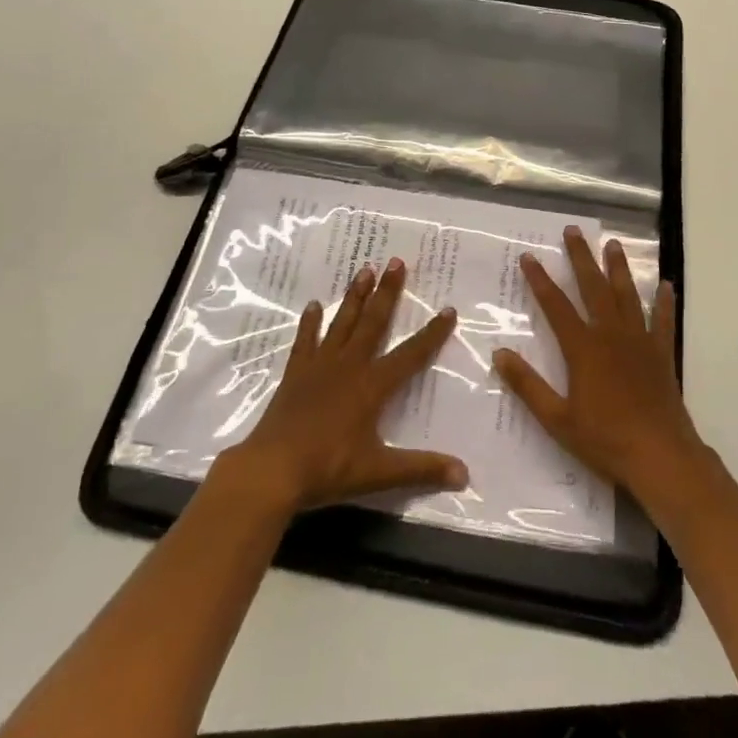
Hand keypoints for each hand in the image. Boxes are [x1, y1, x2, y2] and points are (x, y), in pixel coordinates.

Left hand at [215, 259, 467, 515]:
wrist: (272, 469)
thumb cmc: (328, 469)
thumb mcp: (379, 473)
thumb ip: (422, 469)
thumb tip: (465, 475)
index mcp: (372, 386)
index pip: (410, 354)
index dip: (431, 334)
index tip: (448, 309)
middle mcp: (349, 366)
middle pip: (373, 322)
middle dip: (387, 292)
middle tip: (396, 262)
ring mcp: (319, 366)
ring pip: (342, 323)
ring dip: (354, 296)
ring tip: (365, 270)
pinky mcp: (296, 374)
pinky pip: (306, 341)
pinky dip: (310, 323)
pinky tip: (314, 305)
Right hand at [494, 227, 707, 502]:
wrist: (660, 457)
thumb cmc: (605, 439)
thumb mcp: (557, 419)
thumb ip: (528, 385)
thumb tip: (499, 354)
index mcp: (583, 349)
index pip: (556, 306)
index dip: (540, 280)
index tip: (529, 256)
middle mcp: (611, 335)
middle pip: (593, 288)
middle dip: (581, 258)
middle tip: (573, 230)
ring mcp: (640, 342)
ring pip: (627, 296)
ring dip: (619, 268)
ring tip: (614, 244)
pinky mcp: (661, 355)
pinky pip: (663, 321)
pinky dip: (665, 302)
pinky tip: (667, 285)